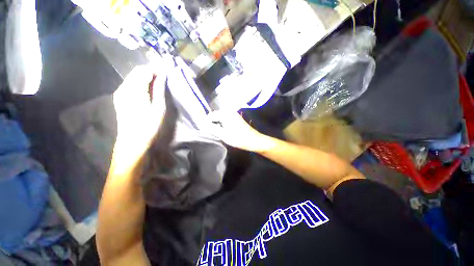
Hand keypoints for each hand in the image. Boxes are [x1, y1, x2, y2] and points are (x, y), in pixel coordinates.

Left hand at [112, 64, 166, 157]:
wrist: (132, 141)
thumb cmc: (149, 126)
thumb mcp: (159, 108)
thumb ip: (159, 90)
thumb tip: (162, 75)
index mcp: (134, 90)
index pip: (144, 71)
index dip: (155, 69)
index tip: (166, 71)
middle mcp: (124, 88)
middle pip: (136, 72)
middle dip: (150, 71)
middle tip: (163, 77)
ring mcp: (119, 92)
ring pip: (133, 77)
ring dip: (145, 77)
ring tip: (158, 83)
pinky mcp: (119, 97)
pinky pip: (130, 84)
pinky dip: (140, 83)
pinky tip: (148, 90)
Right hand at [207, 111, 273, 152]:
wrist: (254, 140)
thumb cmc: (239, 138)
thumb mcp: (224, 135)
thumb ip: (212, 128)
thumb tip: (202, 123)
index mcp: (226, 114)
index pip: (211, 115)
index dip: (207, 122)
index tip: (206, 131)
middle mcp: (230, 112)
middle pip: (216, 115)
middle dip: (212, 123)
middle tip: (212, 133)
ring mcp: (235, 115)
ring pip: (221, 118)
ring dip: (218, 124)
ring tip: (218, 133)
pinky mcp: (237, 119)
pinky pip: (227, 119)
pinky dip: (223, 124)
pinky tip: (224, 131)